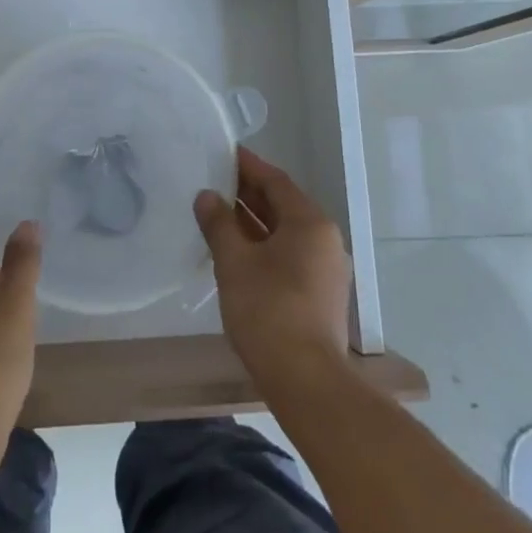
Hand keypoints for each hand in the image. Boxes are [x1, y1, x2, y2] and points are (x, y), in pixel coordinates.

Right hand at [195, 146, 351, 388]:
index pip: (275, 181)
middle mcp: (324, 239)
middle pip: (283, 204)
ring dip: (253, 220)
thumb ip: (219, 224)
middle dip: (248, 192)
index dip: (248, 166)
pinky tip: (235, 249)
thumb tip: (206, 196)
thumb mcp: (234, 262)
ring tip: (217, 212)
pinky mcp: (319, 292)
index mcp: (310, 222)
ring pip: (284, 231)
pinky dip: (262, 244)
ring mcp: (325, 268)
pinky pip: (288, 253)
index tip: (224, 152)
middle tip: (213, 180)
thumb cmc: (268, 311)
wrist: (306, 380)